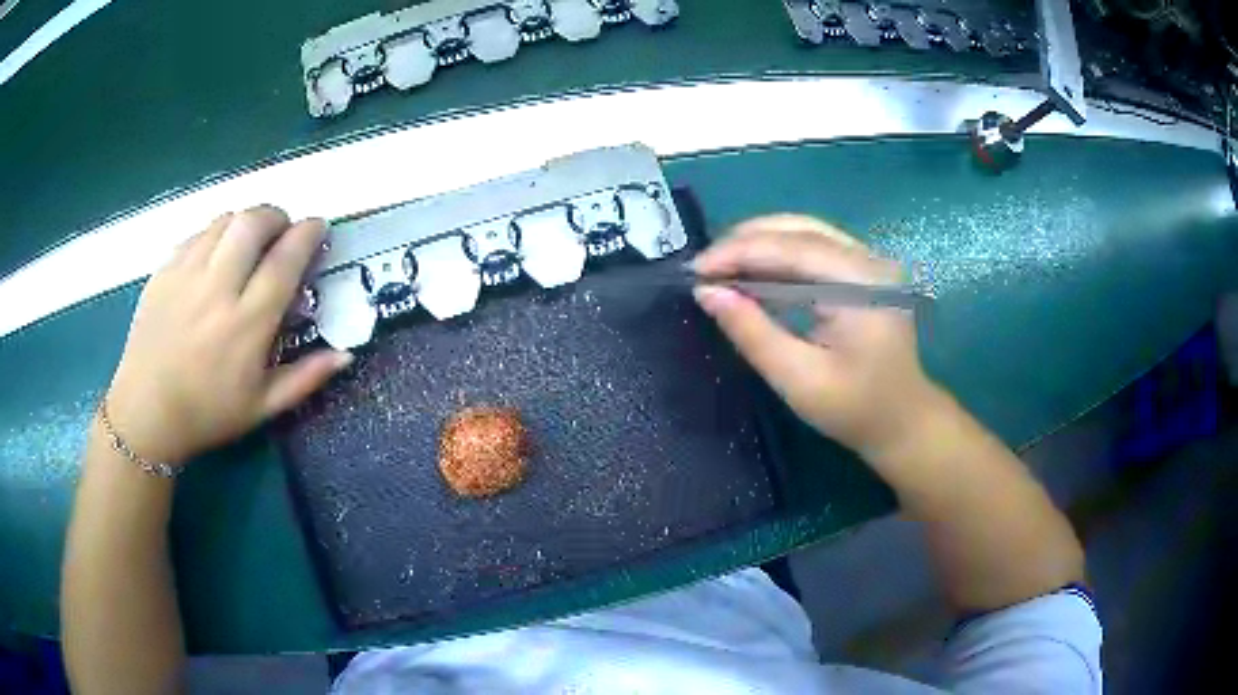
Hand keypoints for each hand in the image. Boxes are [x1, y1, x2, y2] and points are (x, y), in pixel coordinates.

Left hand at [103, 206, 351, 464]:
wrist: (146, 413)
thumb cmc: (208, 414)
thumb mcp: (263, 408)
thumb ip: (306, 378)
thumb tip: (347, 353)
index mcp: (247, 324)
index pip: (285, 260)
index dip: (308, 234)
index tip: (318, 227)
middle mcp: (218, 288)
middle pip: (254, 223)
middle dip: (277, 216)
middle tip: (282, 231)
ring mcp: (187, 274)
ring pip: (225, 220)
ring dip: (245, 221)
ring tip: (249, 240)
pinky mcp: (164, 271)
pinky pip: (197, 233)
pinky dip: (215, 233)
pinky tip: (216, 253)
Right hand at [692, 215, 943, 459]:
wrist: (903, 422)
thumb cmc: (855, 409)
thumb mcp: (798, 378)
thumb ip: (752, 332)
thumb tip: (706, 292)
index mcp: (862, 284)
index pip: (793, 248)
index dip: (739, 251)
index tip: (695, 270)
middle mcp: (869, 260)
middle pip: (799, 229)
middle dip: (745, 241)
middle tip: (704, 267)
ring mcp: (869, 262)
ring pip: (805, 232)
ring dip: (759, 243)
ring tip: (720, 266)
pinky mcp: (863, 272)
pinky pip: (814, 248)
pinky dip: (778, 255)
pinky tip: (752, 271)